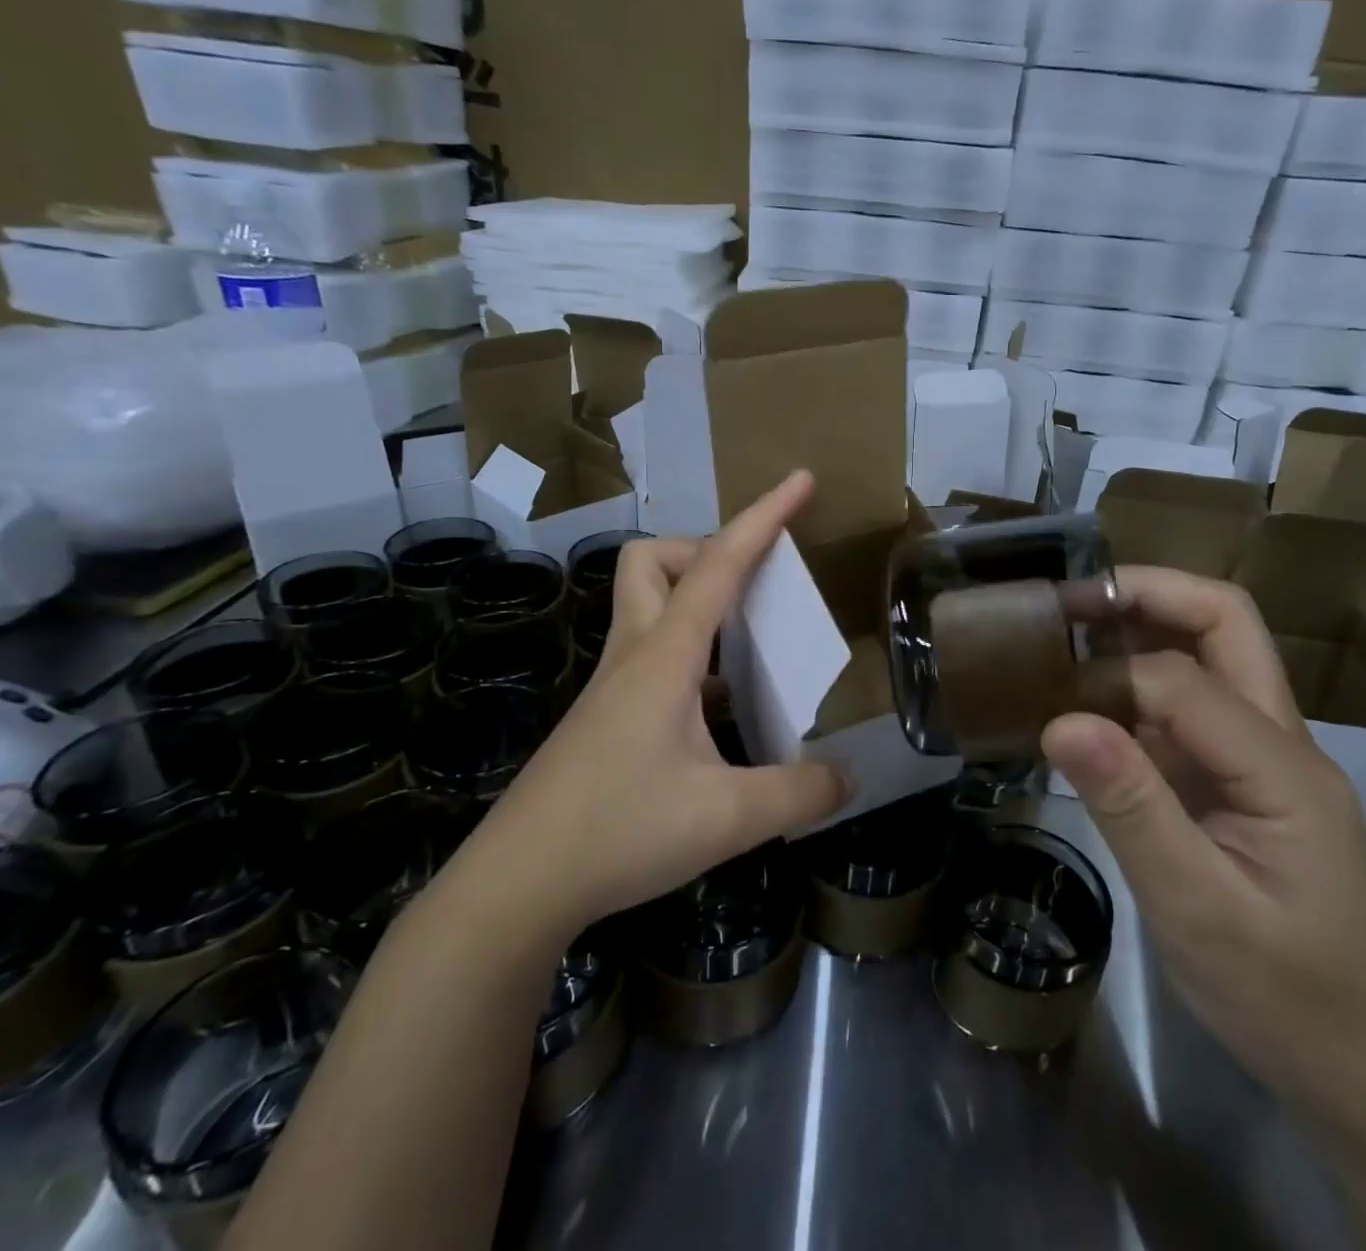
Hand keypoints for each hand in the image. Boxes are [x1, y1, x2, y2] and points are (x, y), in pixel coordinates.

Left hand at [444, 471, 849, 943]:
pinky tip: (717, 701)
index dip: (764, 517)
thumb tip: (848, 777)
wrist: (516, 885)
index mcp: (664, 657)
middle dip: (703, 551)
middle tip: (752, 587)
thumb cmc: (619, 833)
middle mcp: (633, 655)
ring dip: (693, 596)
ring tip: (746, 638)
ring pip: (643, 603)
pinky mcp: (603, 716)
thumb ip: (798, 793)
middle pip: (651, 561)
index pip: (718, 564)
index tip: (800, 479)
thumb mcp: (728, 818)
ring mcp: (611, 686)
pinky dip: (689, 649)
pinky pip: (648, 651)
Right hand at [1042, 567, 1365, 1124]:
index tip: (1043, 699)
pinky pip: (1185, 708)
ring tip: (1064, 636)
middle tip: (1066, 601)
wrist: (1360, 1070)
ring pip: (1208, 656)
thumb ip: (1132, 809)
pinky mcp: (1237, 779)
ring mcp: (1261, 757)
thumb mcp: (1198, 911)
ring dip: (1139, 631)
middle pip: (1225, 624)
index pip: (1185, 680)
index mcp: (1283, 767)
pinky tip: (1084, 704)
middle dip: (1147, 595)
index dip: (1110, 678)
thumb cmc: (1285, 998)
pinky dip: (1132, 688)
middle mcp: (1280, 740)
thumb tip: (1059, 721)